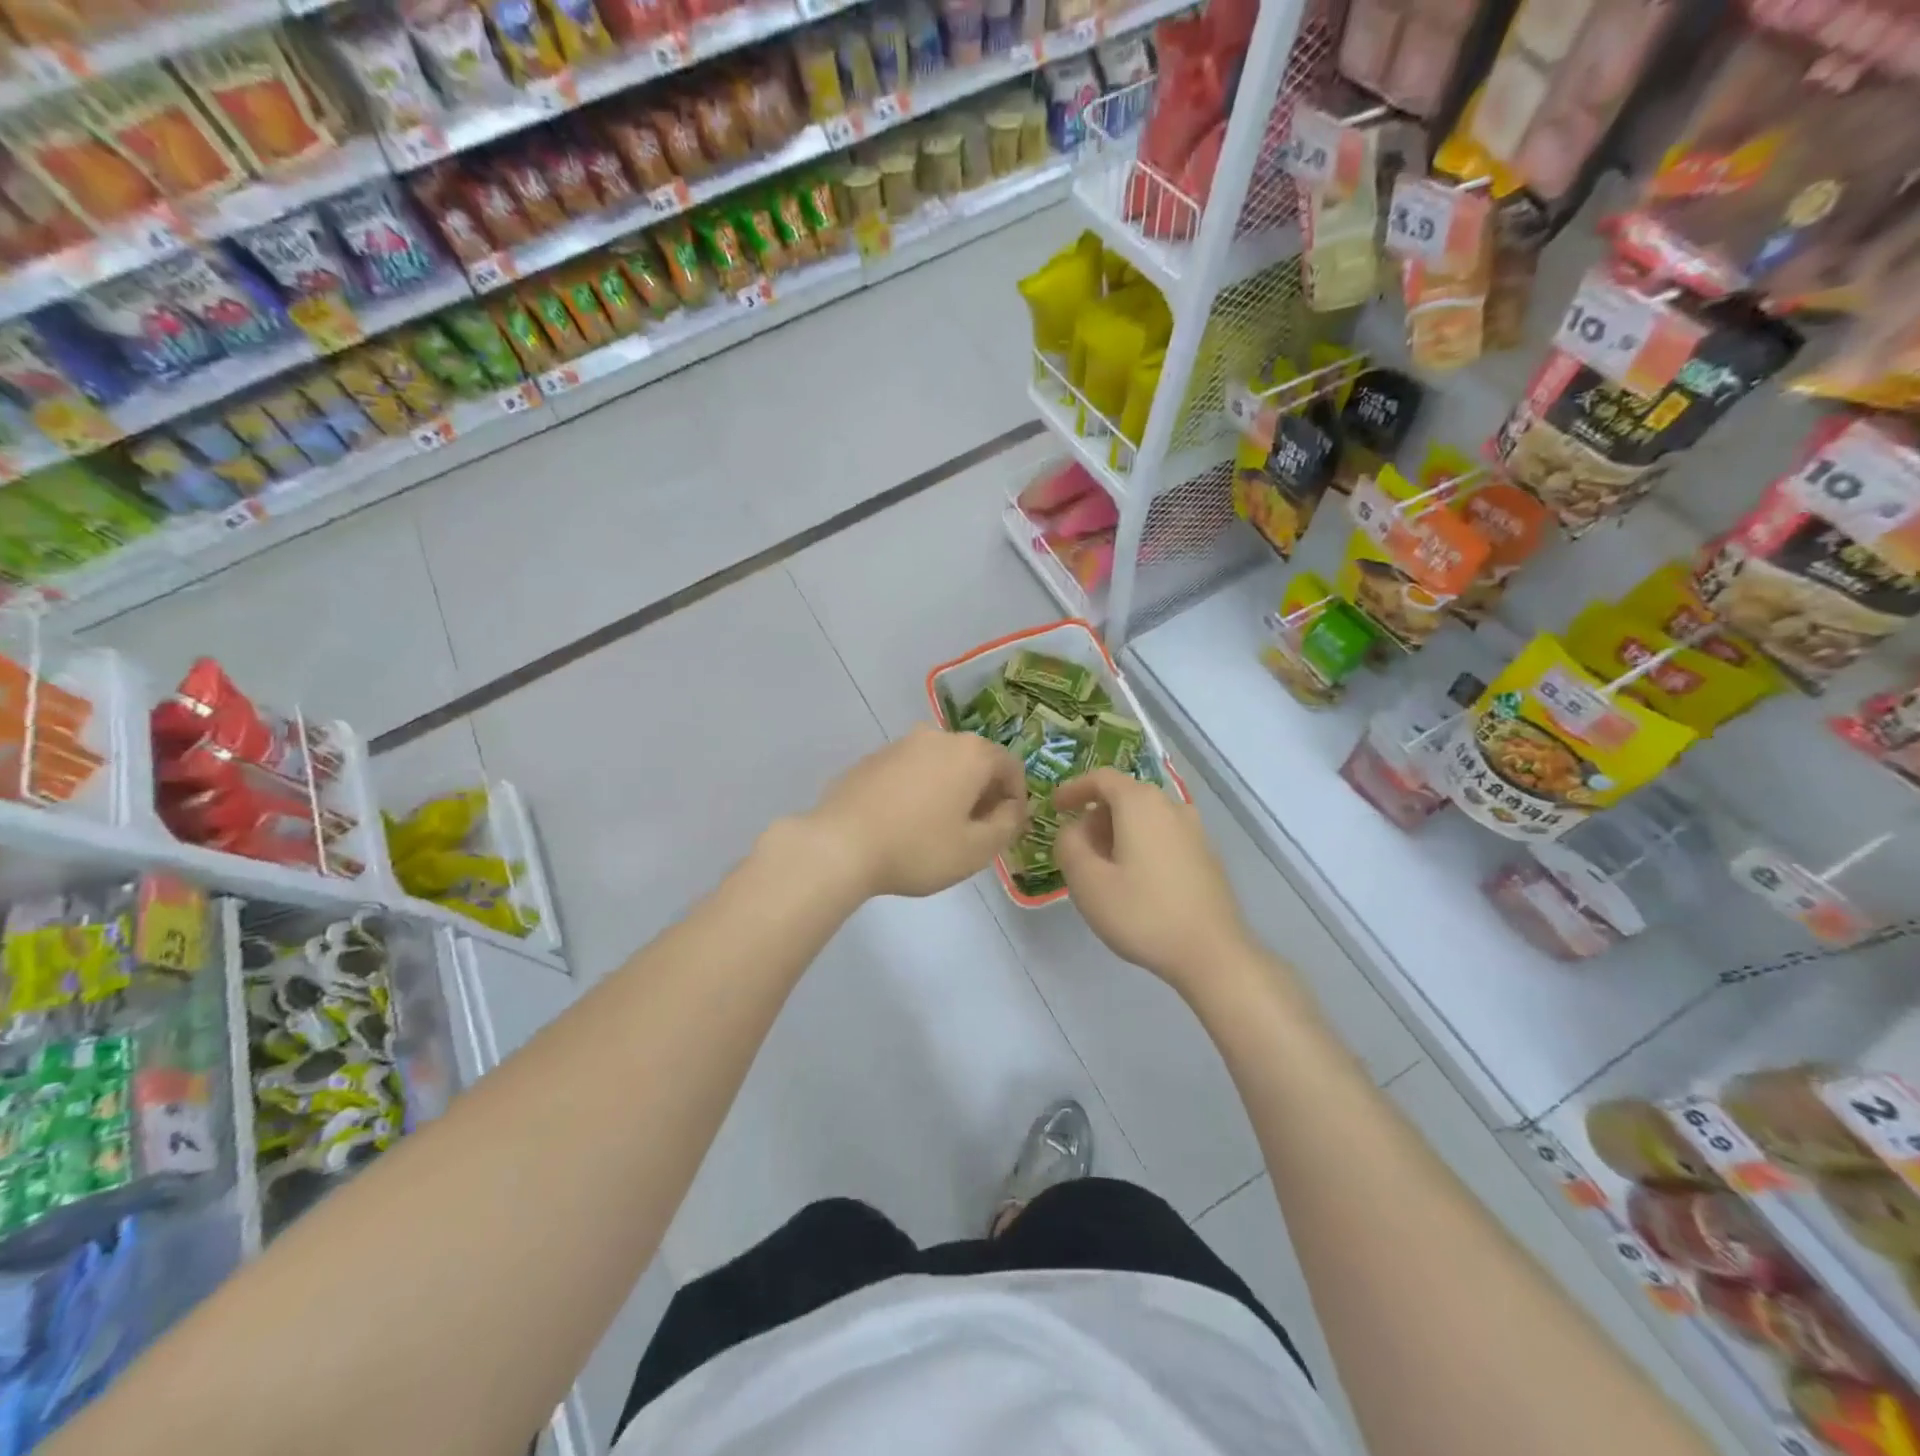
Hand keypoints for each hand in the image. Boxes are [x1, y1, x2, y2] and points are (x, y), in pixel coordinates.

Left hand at [806, 725, 1028, 898]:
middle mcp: (937, 736)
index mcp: (970, 753)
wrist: (839, 846)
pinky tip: (904, 823)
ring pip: (941, 764)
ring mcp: (900, 744)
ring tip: (938, 829)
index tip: (1006, 829)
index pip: (1011, 767)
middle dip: (982, 793)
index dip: (1016, 798)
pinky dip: (918, 790)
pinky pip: (910, 771)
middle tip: (975, 832)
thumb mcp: (976, 850)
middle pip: (975, 761)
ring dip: (950, 790)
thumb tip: (1012, 809)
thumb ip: (1007, 825)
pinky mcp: (872, 758)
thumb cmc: (917, 848)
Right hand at [1053, 768, 1252, 994]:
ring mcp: (1194, 831)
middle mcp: (1171, 807)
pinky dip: (1140, 845)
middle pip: (1125, 796)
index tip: (1055, 807)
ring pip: (1145, 818)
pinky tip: (1134, 881)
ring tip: (1102, 867)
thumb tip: (1073, 829)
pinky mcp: (1206, 856)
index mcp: (1140, 803)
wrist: (1212, 953)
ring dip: (1118, 832)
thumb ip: (1069, 845)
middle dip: (1096, 815)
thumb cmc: (1142, 913)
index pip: (1101, 778)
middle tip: (1076, 846)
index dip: (1074, 788)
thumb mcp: (1087, 881)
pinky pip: (1163, 836)